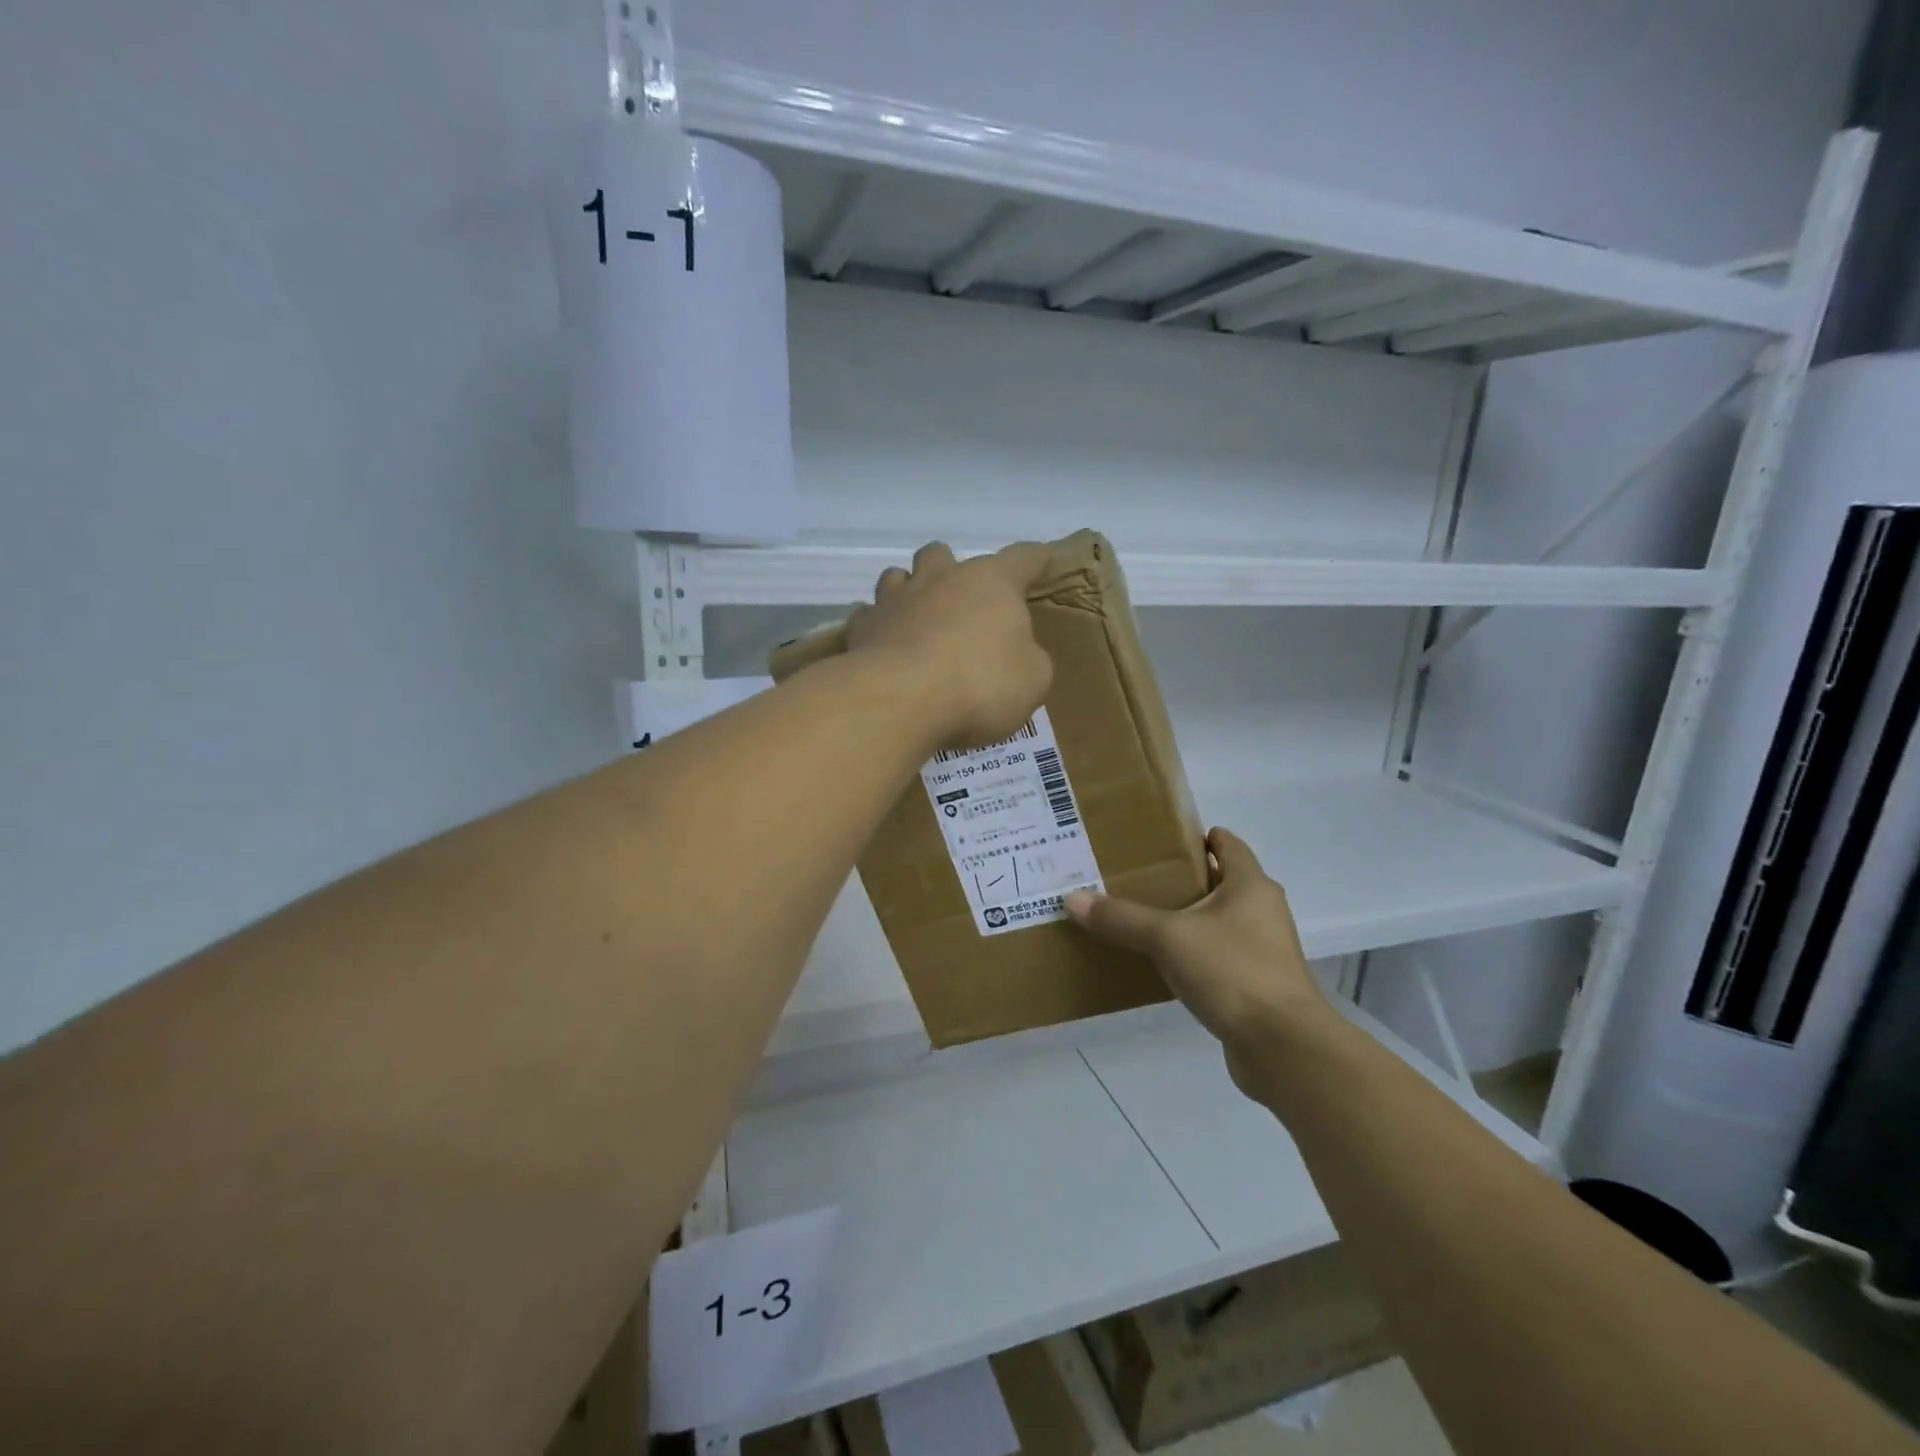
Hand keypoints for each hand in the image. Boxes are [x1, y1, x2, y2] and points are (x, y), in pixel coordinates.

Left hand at [846, 541, 1054, 747]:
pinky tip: (885, 648)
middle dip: (951, 570)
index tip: (1043, 559)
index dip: (1036, 559)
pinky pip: (868, 617)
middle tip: (961, 601)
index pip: (1022, 558)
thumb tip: (1015, 654)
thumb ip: (1028, 658)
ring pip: (897, 576)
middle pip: (942, 554)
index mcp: (991, 582)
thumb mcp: (1032, 679)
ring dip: (908, 591)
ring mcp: (894, 600)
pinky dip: (878, 628)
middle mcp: (940, 578)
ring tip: (916, 618)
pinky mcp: (861, 628)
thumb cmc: (980, 684)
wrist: (900, 700)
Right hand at [1065, 828, 1332, 1102]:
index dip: (1198, 837)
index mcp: (1251, 886)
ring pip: (1219, 922)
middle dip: (1185, 878)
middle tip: (1138, 876)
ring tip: (1142, 917)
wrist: (1283, 1047)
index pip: (1227, 845)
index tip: (1160, 839)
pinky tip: (1162, 962)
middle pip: (1222, 882)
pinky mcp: (1256, 986)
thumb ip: (1121, 918)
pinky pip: (1219, 957)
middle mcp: (1262, 912)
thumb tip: (1072, 899)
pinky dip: (1194, 954)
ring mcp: (1263, 951)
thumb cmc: (1232, 971)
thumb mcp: (1168, 938)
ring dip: (1188, 918)